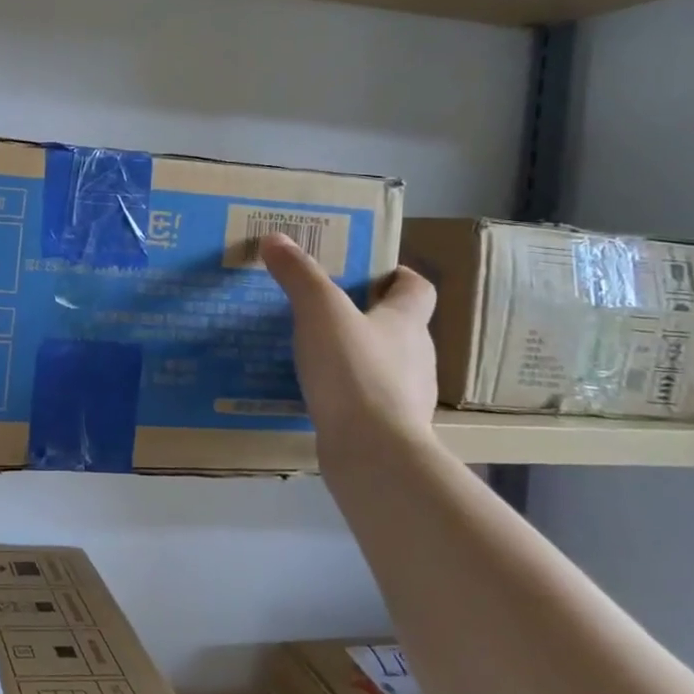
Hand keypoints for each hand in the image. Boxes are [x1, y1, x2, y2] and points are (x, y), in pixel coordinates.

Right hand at [261, 233, 438, 453]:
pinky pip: (366, 401)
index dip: (399, 276)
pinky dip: (346, 394)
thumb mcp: (320, 312)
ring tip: (313, 352)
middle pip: (399, 326)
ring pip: (383, 365)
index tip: (371, 272)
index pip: (417, 289)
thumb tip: (276, 238)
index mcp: (406, 323)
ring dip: (356, 356)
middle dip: (367, 315)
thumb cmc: (354, 372)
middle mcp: (415, 356)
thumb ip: (299, 275)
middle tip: (325, 309)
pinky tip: (316, 394)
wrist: (373, 454)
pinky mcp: (387, 429)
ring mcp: (405, 397)